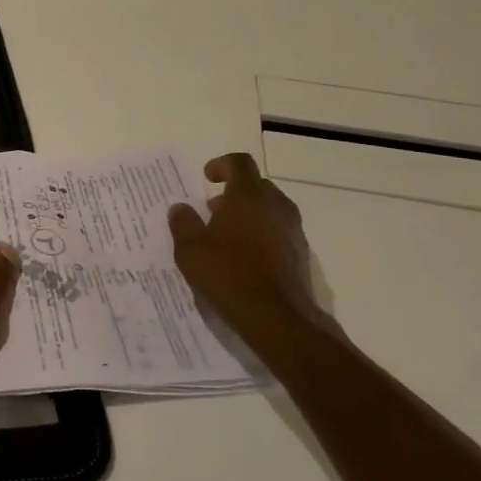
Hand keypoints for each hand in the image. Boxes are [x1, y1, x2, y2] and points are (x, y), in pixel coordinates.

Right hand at [168, 152, 334, 348]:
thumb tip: (180, 208)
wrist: (278, 318)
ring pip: (270, 209)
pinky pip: (278, 231)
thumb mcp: (191, 250)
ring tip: (226, 237)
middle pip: (256, 185)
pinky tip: (244, 259)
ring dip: (249, 214)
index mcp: (248, 196)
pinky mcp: (300, 253)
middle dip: (234, 192)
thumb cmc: (229, 275)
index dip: (221, 165)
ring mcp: (292, 229)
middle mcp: (275, 205)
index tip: (207, 178)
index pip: (239, 163)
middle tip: (213, 210)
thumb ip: (183, 223)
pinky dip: (262, 235)